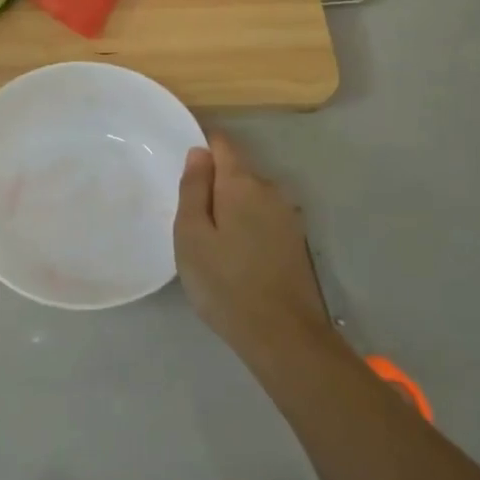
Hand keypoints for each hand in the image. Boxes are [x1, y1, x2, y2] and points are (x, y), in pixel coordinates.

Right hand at [174, 132, 342, 363]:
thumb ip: (194, 188)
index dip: (201, 148)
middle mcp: (271, 190)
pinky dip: (247, 228)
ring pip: (251, 198)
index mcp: (242, 183)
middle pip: (237, 172)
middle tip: (191, 221)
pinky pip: (263, 219)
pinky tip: (236, 258)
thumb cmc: (224, 283)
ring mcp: (288, 216)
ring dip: (231, 209)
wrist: (282, 335)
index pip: (222, 144)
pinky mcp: (296, 241)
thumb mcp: (192, 235)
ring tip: (212, 244)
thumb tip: (199, 151)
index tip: (183, 172)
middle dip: (214, 186)